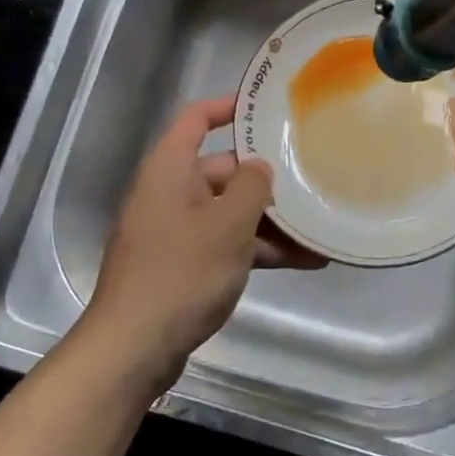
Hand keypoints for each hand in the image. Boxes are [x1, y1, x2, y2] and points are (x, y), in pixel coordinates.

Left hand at [80, 96, 322, 388]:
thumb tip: (260, 168)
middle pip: (223, 170)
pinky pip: (226, 243)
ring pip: (230, 212)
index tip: (267, 107)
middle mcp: (170, 193)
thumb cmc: (182, 272)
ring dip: (271, 222)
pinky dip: (258, 249)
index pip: (196, 119)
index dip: (228, 107)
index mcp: (170, 169)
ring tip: (320, 229)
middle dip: (267, 180)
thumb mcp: (228, 224)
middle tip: (312, 179)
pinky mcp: (183, 265)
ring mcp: (176, 231)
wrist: (134, 348)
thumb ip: (252, 186)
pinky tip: (304, 261)